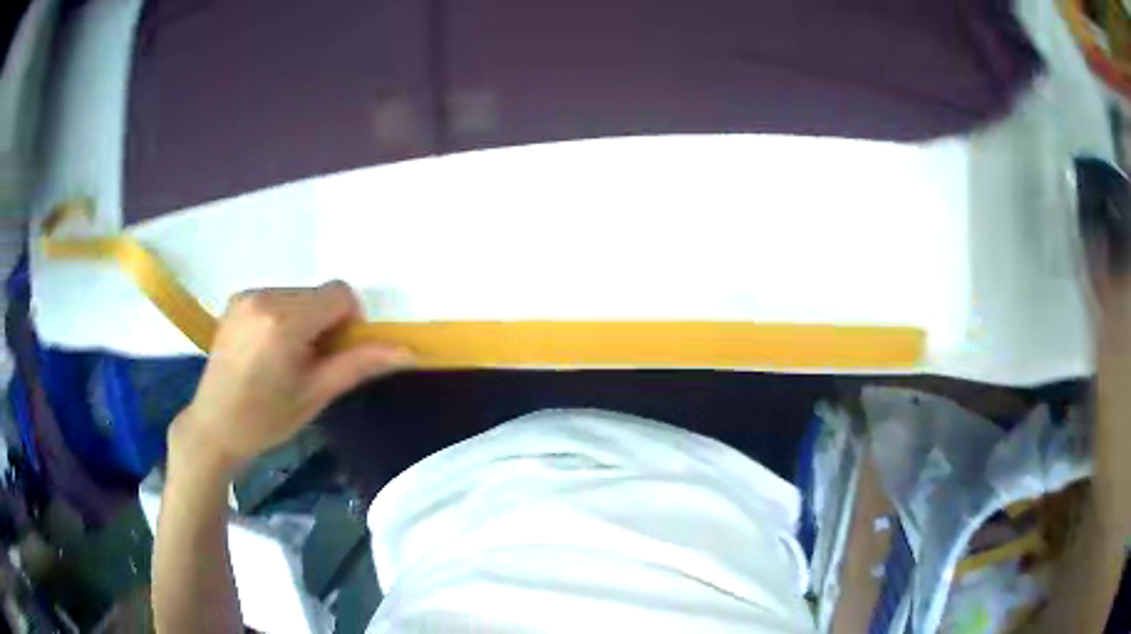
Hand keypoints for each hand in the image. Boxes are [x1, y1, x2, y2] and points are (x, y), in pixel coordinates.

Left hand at [171, 282, 412, 471]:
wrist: (214, 427)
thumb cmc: (266, 419)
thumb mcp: (316, 395)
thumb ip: (360, 364)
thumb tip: (408, 351)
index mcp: (284, 320)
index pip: (339, 293)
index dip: (349, 321)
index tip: (334, 354)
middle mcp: (263, 296)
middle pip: (318, 294)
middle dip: (324, 323)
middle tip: (308, 363)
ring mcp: (246, 296)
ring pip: (298, 295)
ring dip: (304, 319)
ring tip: (285, 359)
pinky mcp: (235, 301)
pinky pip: (276, 297)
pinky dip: (283, 317)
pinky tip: (267, 350)